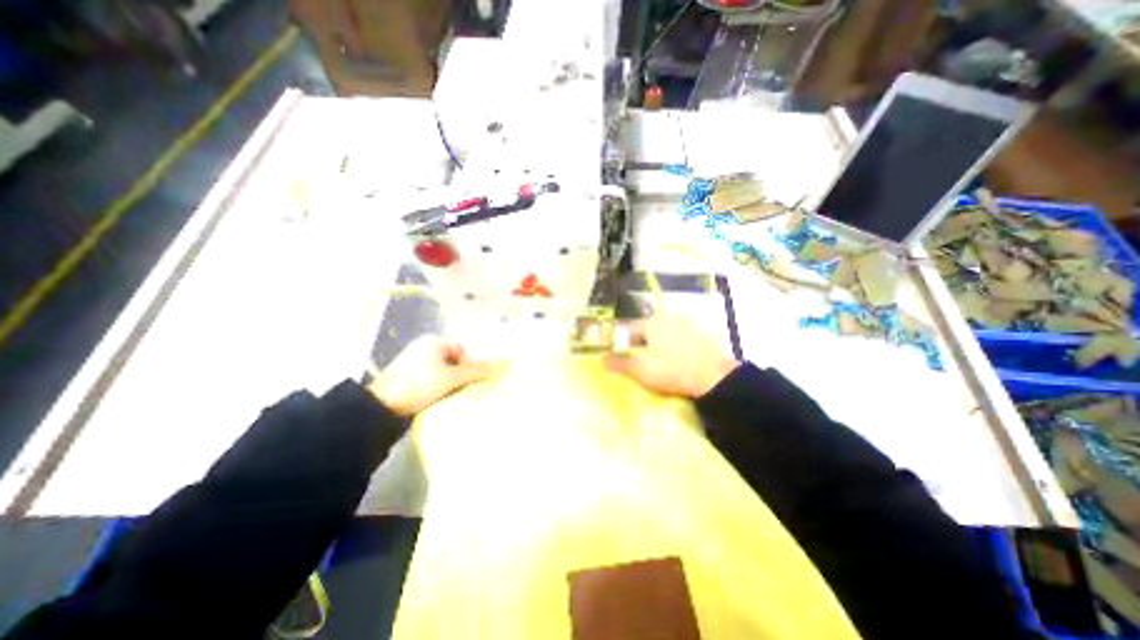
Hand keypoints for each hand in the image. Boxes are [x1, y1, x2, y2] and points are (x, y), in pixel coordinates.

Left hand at [368, 339, 496, 416]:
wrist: (379, 409)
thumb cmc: (418, 385)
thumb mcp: (452, 378)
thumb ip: (478, 370)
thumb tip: (506, 363)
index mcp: (433, 342)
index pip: (463, 349)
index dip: (473, 364)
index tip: (477, 381)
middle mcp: (424, 349)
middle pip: (455, 361)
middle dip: (463, 375)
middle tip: (470, 389)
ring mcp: (415, 364)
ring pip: (444, 372)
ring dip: (452, 383)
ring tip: (458, 396)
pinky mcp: (408, 379)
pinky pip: (433, 380)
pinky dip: (440, 389)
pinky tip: (444, 399)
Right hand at [606, 314, 739, 399]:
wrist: (713, 377)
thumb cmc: (671, 370)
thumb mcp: (641, 370)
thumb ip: (620, 363)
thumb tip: (602, 358)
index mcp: (651, 323)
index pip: (629, 329)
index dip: (623, 343)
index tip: (624, 356)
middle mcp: (667, 318)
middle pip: (647, 329)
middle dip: (641, 343)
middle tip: (642, 360)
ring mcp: (686, 324)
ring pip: (663, 332)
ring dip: (658, 343)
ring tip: (659, 361)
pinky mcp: (700, 333)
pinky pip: (679, 337)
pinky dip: (674, 345)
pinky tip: (676, 359)